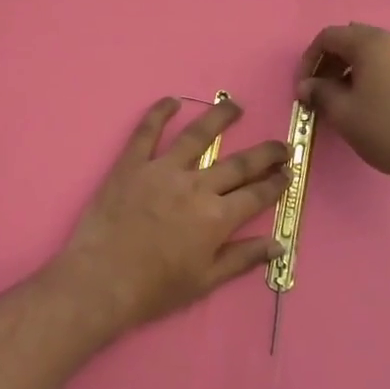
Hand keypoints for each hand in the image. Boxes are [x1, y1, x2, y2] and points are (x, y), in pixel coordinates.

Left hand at [48, 97, 287, 332]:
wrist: (101, 279)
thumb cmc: (154, 288)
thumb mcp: (205, 281)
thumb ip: (242, 258)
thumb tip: (278, 244)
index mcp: (216, 218)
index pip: (256, 195)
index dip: (276, 184)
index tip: (288, 173)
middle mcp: (195, 187)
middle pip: (237, 163)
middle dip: (264, 153)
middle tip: (281, 144)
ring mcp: (161, 171)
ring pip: (197, 136)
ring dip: (219, 118)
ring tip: (234, 105)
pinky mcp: (131, 164)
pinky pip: (146, 131)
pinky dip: (159, 112)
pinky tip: (172, 100)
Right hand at [297, 23, 389, 193]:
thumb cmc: (386, 130)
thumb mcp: (342, 113)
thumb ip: (319, 92)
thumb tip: (307, 86)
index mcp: (373, 43)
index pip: (330, 36)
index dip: (310, 58)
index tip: (304, 85)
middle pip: (355, 40)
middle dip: (333, 62)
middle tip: (322, 91)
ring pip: (378, 51)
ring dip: (356, 68)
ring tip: (348, 98)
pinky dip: (379, 74)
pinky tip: (376, 101)